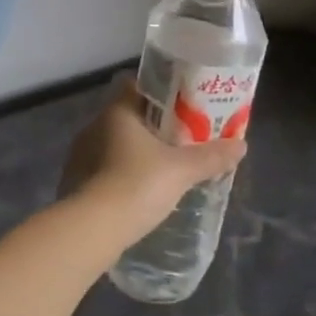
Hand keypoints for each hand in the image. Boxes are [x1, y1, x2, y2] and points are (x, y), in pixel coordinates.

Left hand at [60, 77, 248, 244]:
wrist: (92, 229)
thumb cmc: (138, 185)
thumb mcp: (182, 170)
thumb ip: (211, 156)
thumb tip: (241, 145)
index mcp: (117, 112)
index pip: (134, 86)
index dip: (157, 91)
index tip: (179, 103)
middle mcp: (94, 127)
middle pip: (127, 116)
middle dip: (151, 126)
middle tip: (178, 139)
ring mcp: (80, 156)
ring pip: (113, 144)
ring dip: (133, 152)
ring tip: (161, 167)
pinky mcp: (74, 183)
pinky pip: (102, 169)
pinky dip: (119, 175)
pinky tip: (137, 191)